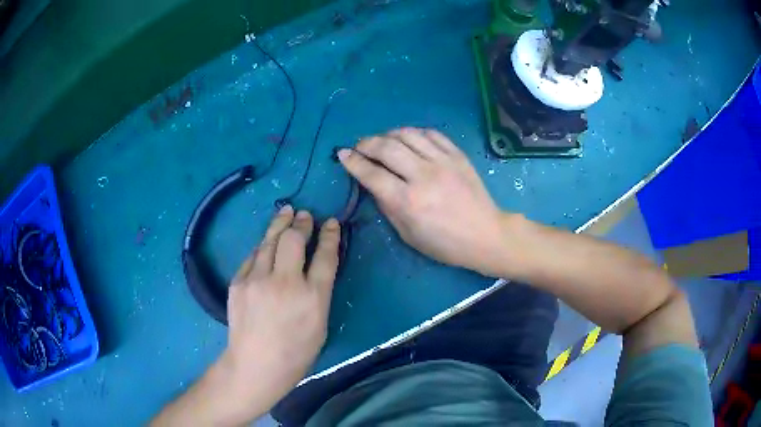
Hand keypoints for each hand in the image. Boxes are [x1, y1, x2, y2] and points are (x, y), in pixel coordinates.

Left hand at [153, 207, 339, 425]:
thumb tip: (316, 266)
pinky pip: (253, 257)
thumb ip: (319, 292)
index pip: (325, 256)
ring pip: (269, 241)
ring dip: (280, 224)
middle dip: (302, 223)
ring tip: (286, 212)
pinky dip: (263, 247)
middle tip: (306, 215)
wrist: (255, 365)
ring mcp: (257, 281)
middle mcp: (285, 283)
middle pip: (294, 240)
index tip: (332, 223)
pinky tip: (267, 243)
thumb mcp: (320, 325)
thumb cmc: (295, 353)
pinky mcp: (238, 283)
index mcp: (312, 298)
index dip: (330, 236)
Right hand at [338, 127, 513, 276]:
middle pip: (386, 148)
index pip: (372, 174)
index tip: (342, 154)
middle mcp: (423, 176)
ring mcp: (443, 162)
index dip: (353, 162)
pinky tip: (409, 139)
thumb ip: (387, 206)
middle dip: (366, 143)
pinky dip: (414, 133)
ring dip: (388, 134)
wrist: (486, 235)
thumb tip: (373, 183)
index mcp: (408, 202)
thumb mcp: (408, 234)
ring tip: (382, 140)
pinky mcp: (458, 155)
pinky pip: (431, 134)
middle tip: (359, 146)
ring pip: (408, 134)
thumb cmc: (445, 244)